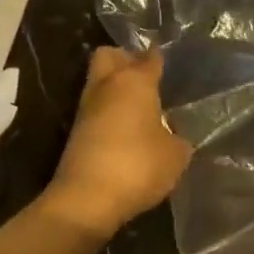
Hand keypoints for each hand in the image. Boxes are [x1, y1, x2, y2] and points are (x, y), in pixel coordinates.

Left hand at [41, 47, 191, 239]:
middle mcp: (108, 84)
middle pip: (110, 55)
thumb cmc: (138, 166)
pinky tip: (127, 131)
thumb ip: (177, 138)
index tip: (169, 63)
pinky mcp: (76, 130)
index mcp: (135, 80)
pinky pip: (96, 108)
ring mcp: (87, 107)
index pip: (150, 57)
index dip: (160, 58)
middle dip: (125, 59)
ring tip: (141, 109)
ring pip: (100, 81)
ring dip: (115, 89)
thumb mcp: (175, 155)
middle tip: (146, 78)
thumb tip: (171, 133)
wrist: (86, 198)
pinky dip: (109, 113)